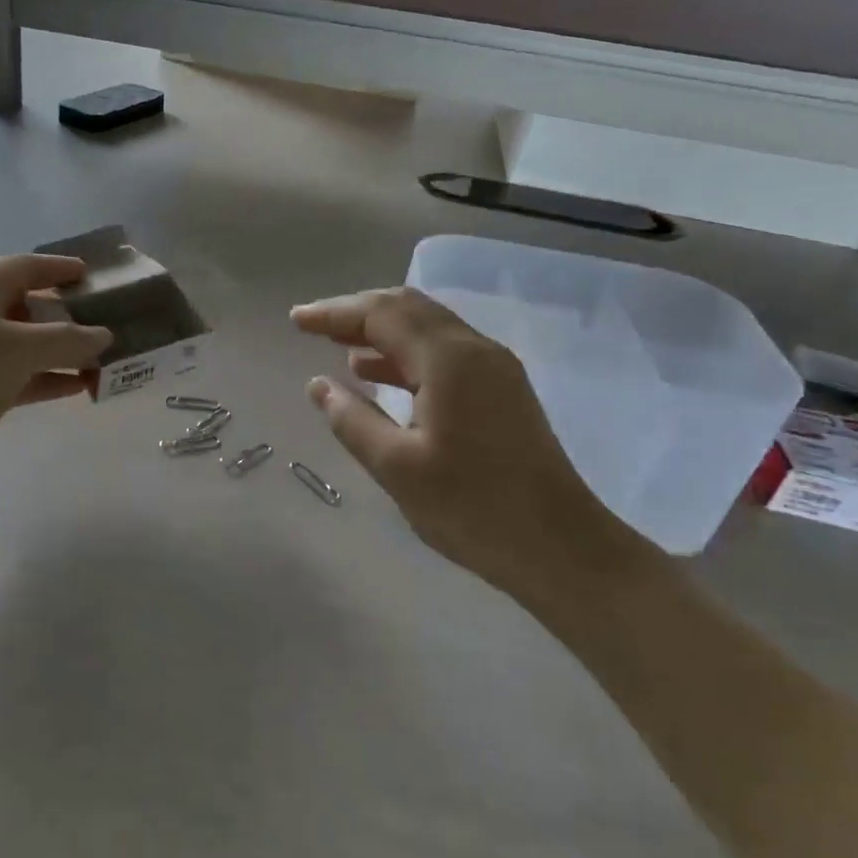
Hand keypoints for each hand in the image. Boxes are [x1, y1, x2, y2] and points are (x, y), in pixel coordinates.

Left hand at [0, 255, 112, 490]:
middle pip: (31, 305)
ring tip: (102, 359)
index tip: (92, 274)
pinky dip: (50, 377)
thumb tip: (104, 335)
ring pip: (29, 344)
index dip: (60, 268)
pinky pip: (23, 374)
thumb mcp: (22, 348)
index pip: (27, 267)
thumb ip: (69, 339)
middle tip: (107, 320)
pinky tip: (80, 387)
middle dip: (69, 315)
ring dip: (64, 351)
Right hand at [292, 288, 643, 607]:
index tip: (296, 320)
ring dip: (381, 331)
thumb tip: (319, 386)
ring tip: (336, 347)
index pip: (382, 314)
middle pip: (407, 308)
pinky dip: (405, 354)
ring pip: (427, 328)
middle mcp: (475, 349)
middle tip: (313, 326)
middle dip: (356, 312)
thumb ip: (352, 420)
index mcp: (449, 360)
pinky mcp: (502, 390)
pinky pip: (443, 353)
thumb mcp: (397, 468)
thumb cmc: (473, 509)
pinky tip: (378, 375)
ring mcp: (494, 368)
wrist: (561, 548)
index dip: (335, 313)